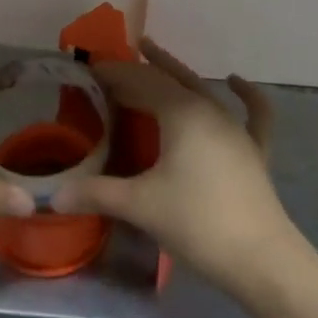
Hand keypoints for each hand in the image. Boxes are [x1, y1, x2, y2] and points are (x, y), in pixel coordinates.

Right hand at [53, 39, 295, 297]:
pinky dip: (246, 94)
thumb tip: (54, 195)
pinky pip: (253, 114)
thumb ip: (97, 194)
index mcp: (181, 112)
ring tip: (155, 57)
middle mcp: (209, 109)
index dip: (115, 73)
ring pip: (203, 89)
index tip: (92, 69)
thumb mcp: (140, 205)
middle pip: (170, 79)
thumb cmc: (197, 223)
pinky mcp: (254, 151)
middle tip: (115, 63)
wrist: (262, 260)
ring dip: (177, 73)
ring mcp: (236, 129)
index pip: (141, 81)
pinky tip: (236, 81)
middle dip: (141, 68)